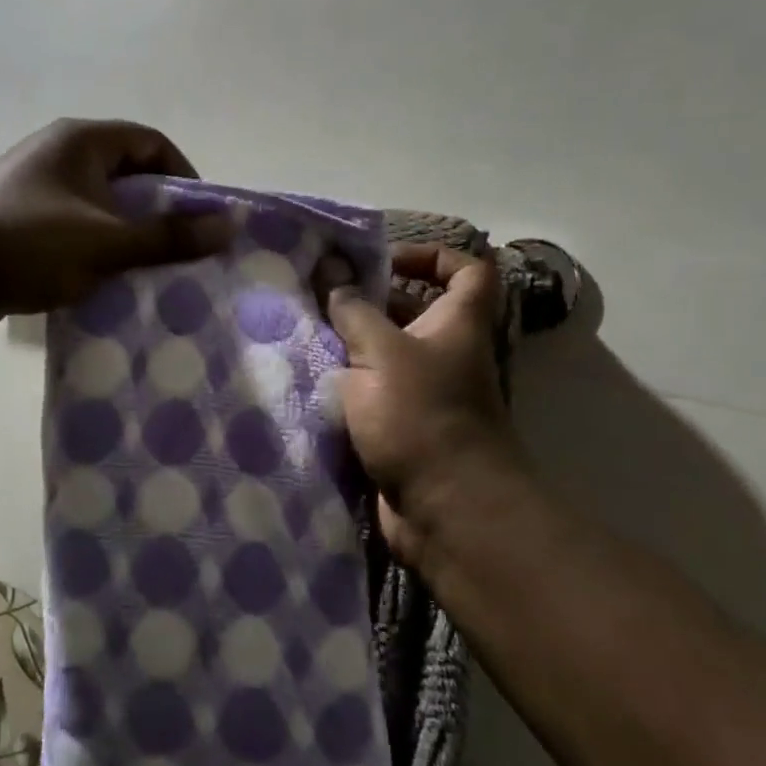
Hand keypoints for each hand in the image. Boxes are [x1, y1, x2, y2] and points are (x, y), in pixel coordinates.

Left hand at [0, 118, 233, 337]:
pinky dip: (94, 249)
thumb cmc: (30, 245)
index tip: (201, 217)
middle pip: (126, 174)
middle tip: (180, 249)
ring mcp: (34, 188)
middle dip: (157, 211)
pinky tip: (106, 281)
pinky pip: (73, 228)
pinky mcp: (19, 221)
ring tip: (149, 270)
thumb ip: (169, 236)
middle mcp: (57, 154)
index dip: (183, 176)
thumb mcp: (107, 242)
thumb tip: (229, 225)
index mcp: (80, 141)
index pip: (150, 142)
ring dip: (126, 234)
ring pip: (99, 205)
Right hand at [325, 244, 531, 566]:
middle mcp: (445, 353)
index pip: (466, 269)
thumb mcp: (381, 352)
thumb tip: (331, 270)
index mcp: (456, 324)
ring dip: (348, 344)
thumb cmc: (421, 416)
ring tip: (300, 332)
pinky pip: (371, 392)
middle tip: (317, 296)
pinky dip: (345, 384)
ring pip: (384, 353)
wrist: (446, 510)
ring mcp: (424, 392)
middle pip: (412, 310)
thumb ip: (353, 310)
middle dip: (366, 301)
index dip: (431, 255)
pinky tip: (304, 376)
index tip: (382, 261)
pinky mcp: (401, 426)